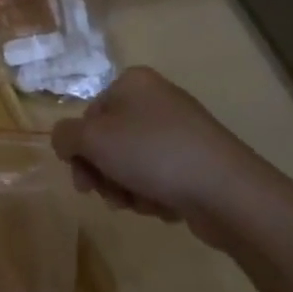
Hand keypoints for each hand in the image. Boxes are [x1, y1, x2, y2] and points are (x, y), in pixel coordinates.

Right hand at [50, 66, 270, 229]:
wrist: (227, 191)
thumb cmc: (152, 154)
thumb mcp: (92, 139)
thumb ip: (64, 136)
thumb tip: (65, 142)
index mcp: (132, 83)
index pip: (89, 115)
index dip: (80, 149)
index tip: (82, 179)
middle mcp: (157, 100)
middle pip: (110, 141)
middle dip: (104, 174)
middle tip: (108, 196)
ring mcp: (181, 131)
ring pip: (133, 163)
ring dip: (127, 188)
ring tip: (139, 205)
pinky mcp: (199, 161)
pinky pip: (161, 177)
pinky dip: (154, 194)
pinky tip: (163, 207)